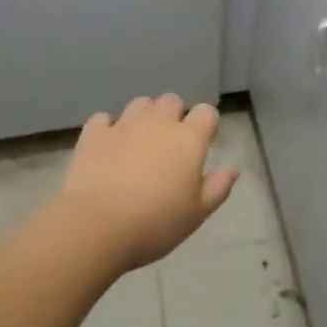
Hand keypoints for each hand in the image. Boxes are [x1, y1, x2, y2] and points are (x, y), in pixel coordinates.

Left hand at [54, 95, 237, 269]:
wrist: (96, 226)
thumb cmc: (155, 223)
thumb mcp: (196, 214)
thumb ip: (217, 188)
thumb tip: (233, 170)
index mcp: (188, 140)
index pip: (207, 112)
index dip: (206, 124)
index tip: (202, 144)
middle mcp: (158, 123)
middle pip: (172, 101)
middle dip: (174, 116)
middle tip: (169, 145)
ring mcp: (123, 124)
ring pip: (140, 104)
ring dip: (144, 116)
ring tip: (139, 143)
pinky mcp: (93, 134)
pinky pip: (104, 119)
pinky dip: (108, 128)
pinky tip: (108, 147)